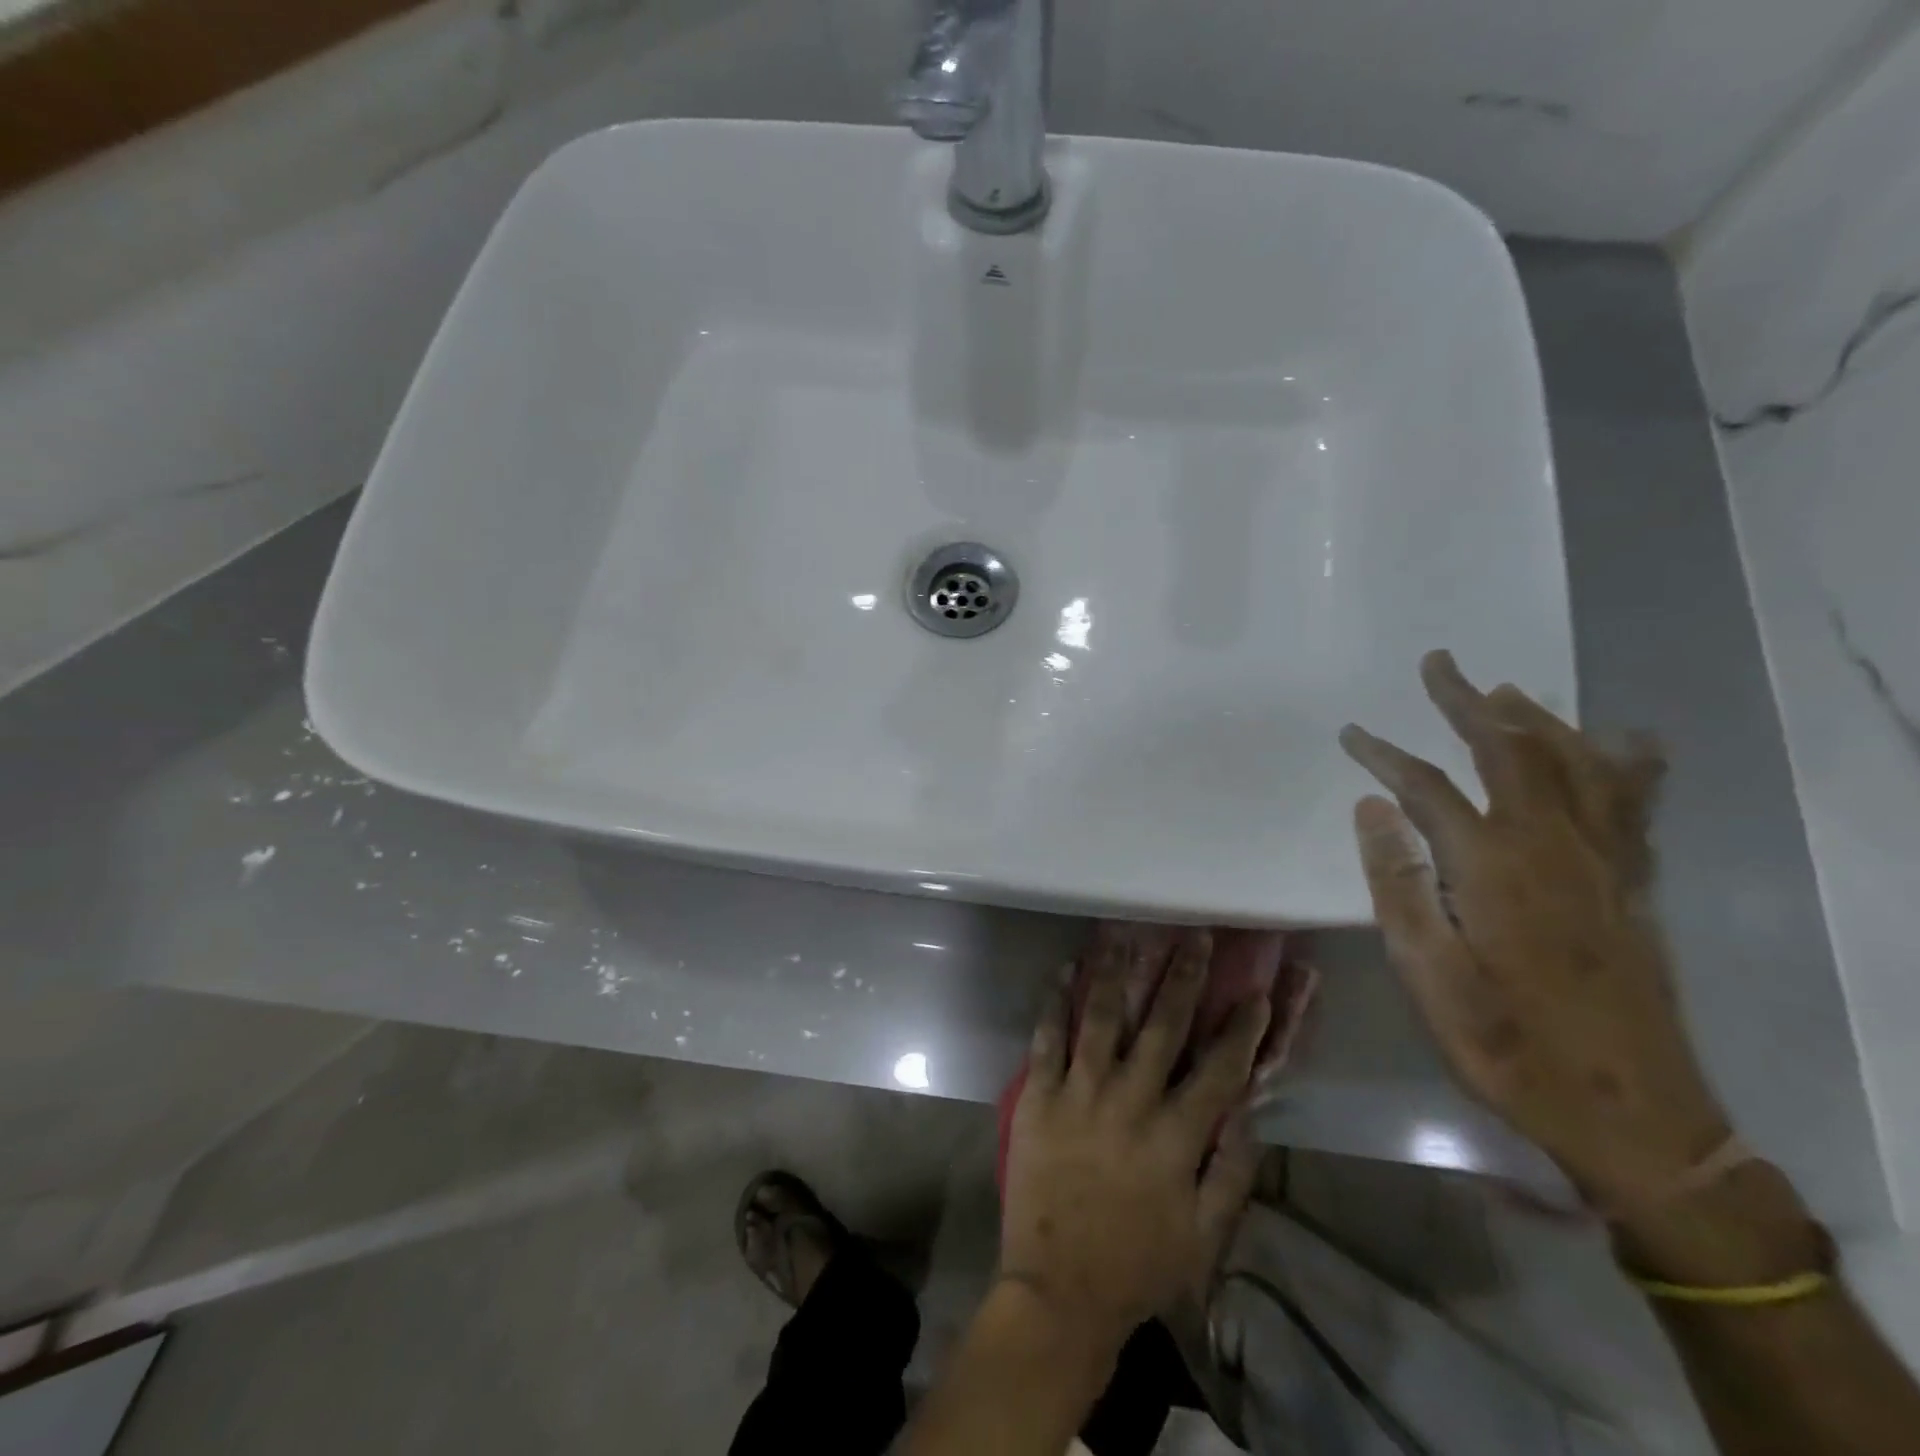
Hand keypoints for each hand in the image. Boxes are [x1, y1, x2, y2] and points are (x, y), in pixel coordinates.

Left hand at [1000, 930, 1269, 1351]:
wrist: (1059, 1290)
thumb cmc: (1138, 1265)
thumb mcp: (1205, 1236)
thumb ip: (1231, 1172)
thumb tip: (1249, 1114)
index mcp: (1175, 1135)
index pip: (1219, 1069)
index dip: (1241, 1027)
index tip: (1255, 991)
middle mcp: (1130, 1100)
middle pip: (1162, 1026)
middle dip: (1182, 977)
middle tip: (1193, 935)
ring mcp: (1080, 1092)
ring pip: (1101, 1018)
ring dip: (1117, 972)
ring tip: (1126, 933)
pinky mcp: (1039, 1095)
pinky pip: (1047, 1037)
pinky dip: (1056, 1000)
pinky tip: (1066, 968)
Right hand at [1340, 650, 1729, 1208]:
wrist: (1628, 1114)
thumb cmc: (1506, 1044)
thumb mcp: (1427, 973)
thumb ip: (1398, 882)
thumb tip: (1371, 806)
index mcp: (1492, 868)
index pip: (1426, 787)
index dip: (1384, 754)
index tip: (1351, 733)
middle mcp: (1553, 847)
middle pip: (1509, 751)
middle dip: (1466, 703)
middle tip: (1437, 665)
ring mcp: (1604, 862)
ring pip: (1576, 764)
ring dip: (1537, 719)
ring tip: (1504, 691)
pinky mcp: (1634, 884)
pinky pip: (1633, 803)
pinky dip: (1623, 762)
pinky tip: (1620, 743)